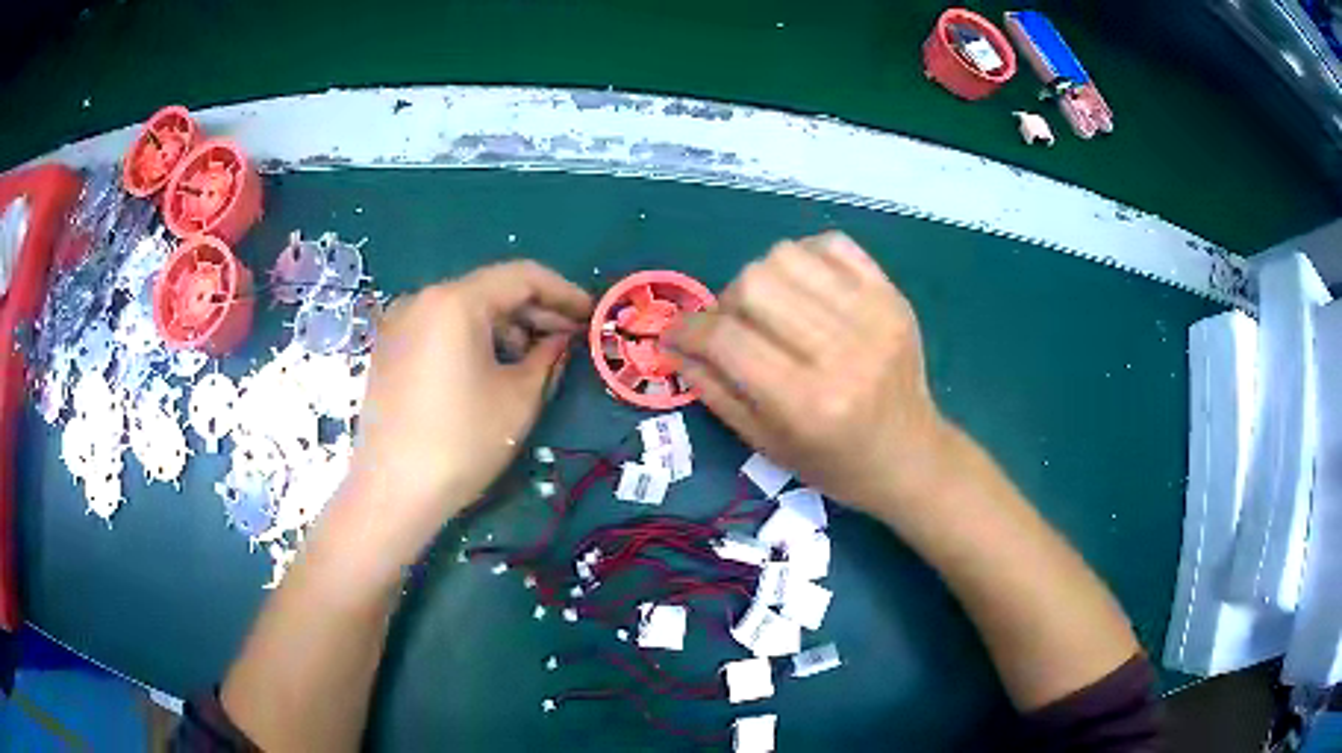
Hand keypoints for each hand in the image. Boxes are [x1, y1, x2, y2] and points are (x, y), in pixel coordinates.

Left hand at [331, 261, 592, 569]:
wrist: (394, 491)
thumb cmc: (462, 442)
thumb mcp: (519, 398)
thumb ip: (548, 356)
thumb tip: (562, 339)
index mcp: (455, 301)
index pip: (522, 276)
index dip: (563, 291)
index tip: (591, 313)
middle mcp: (422, 299)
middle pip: (490, 290)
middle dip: (534, 310)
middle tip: (570, 336)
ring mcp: (399, 323)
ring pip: (464, 310)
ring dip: (504, 326)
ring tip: (534, 357)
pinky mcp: (388, 349)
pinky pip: (440, 328)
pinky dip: (472, 338)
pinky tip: (491, 367)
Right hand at [668, 232, 949, 518]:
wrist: (909, 454)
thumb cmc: (834, 463)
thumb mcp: (765, 444)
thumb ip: (714, 391)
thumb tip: (673, 344)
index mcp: (806, 402)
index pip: (727, 339)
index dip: (688, 330)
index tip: (676, 335)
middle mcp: (841, 351)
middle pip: (754, 283)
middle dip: (727, 303)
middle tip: (734, 327)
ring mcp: (873, 315)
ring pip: (787, 255)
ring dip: (763, 278)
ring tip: (771, 308)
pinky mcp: (892, 295)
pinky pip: (832, 244)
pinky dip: (805, 258)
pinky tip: (806, 290)